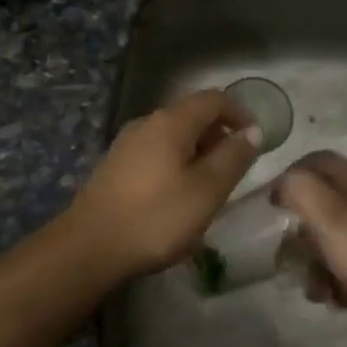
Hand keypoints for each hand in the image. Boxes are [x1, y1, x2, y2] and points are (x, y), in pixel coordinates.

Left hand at [61, 89, 261, 278]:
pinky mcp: (116, 166)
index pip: (214, 99)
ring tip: (211, 185)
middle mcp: (147, 123)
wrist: (89, 247)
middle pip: (192, 114)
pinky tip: (179, 195)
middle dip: (219, 134)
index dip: (240, 113)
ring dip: (198, 151)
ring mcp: (127, 144)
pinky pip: (156, 152)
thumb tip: (252, 131)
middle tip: (237, 166)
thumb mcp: (207, 190)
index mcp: (171, 122)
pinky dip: (177, 162)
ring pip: (173, 135)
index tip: (257, 139)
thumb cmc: (157, 217)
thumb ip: (233, 158)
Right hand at [272, 151, 346, 346]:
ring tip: (313, 284)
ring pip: (331, 235)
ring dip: (316, 260)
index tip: (272, 204)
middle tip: (288, 250)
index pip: (315, 160)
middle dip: (301, 229)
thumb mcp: (326, 214)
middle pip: (321, 202)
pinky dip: (336, 276)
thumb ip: (298, 188)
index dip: (290, 176)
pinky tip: (334, 296)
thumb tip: (283, 183)